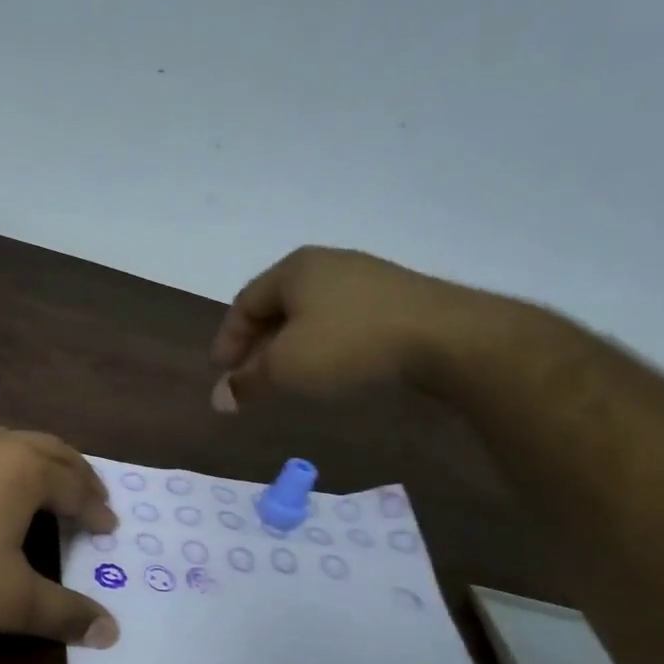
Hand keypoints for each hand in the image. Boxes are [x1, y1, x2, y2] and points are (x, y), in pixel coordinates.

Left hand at [0, 427, 121, 647]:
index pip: (77, 487)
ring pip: (10, 440)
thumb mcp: (9, 600)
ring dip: (36, 459)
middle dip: (76, 472)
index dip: (96, 508)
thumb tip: (112, 632)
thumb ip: (63, 615)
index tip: (109, 525)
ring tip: (42, 479)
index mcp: (27, 472)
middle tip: (89, 492)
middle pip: (50, 449)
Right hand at [209, 245, 502, 409]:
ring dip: (289, 346)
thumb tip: (218, 400)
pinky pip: (341, 319)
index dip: (228, 339)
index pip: (244, 303)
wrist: (445, 336)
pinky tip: (328, 367)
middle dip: (258, 345)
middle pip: (276, 306)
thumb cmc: (349, 344)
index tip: (222, 373)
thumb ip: (247, 382)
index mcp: (293, 269)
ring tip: (286, 377)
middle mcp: (325, 264)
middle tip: (249, 378)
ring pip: (310, 314)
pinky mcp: (394, 297)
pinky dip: (322, 343)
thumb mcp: (286, 368)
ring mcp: (364, 277)